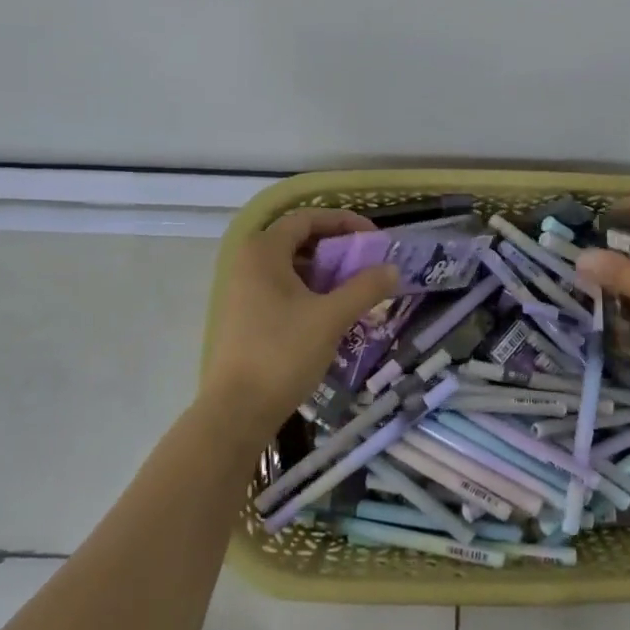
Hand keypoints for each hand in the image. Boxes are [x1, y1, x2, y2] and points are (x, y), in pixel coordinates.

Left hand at [198, 209, 398, 442]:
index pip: (308, 218)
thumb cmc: (283, 353)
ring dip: (325, 271)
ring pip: (291, 267)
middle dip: (337, 248)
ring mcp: (242, 290)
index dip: (344, 222)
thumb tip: (393, 268)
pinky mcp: (244, 315)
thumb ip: (365, 288)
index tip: (375, 238)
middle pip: (299, 240)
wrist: (237, 411)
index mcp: (263, 251)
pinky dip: (309, 291)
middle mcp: (248, 262)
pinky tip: (331, 312)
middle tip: (368, 263)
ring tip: (355, 288)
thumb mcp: (331, 317)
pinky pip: (282, 289)